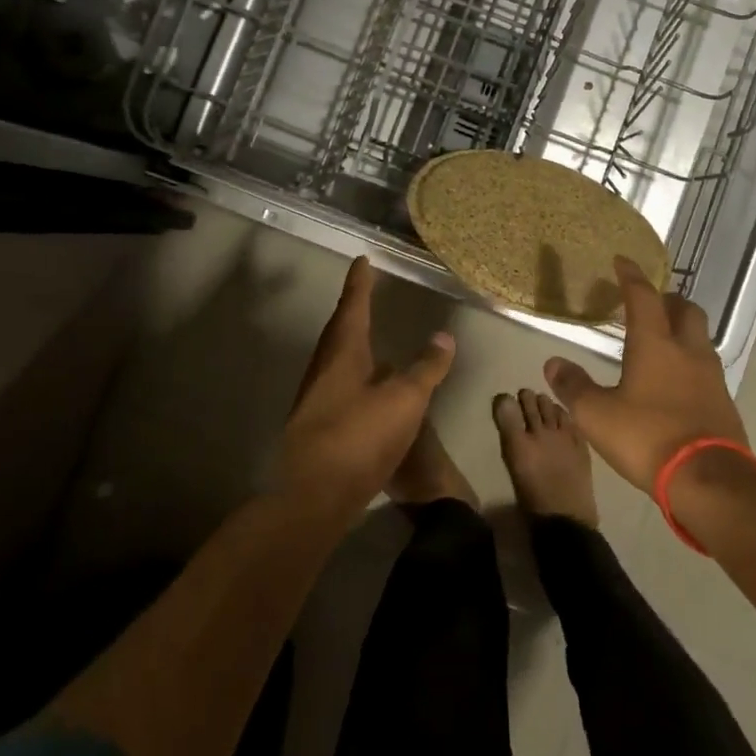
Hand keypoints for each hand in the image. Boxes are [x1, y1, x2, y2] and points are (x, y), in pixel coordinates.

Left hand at [276, 256, 455, 517]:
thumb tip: (443, 336)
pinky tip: (370, 391)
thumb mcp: (404, 400)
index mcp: (342, 352)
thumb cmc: (358, 436)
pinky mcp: (318, 425)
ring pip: (338, 360)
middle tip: (365, 294)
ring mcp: (317, 398)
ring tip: (372, 339)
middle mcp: (324, 368)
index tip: (362, 260)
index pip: (353, 306)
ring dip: (354, 345)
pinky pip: (340, 387)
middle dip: (353, 311)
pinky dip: (357, 377)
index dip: (360, 283)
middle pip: (339, 331)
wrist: (312, 495)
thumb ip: (426, 368)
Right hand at [543, 256, 744, 493]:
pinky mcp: (724, 403)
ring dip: (682, 330)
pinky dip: (690, 362)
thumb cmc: (647, 437)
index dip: (631, 276)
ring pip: (699, 338)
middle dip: (667, 300)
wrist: (710, 481)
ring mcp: (712, 377)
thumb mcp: (597, 416)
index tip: (622, 261)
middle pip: (685, 309)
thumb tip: (552, 363)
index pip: (643, 297)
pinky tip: (676, 381)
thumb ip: (574, 387)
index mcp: (655, 344)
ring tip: (661, 340)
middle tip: (649, 303)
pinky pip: (706, 368)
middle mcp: (688, 351)